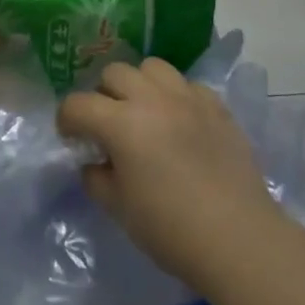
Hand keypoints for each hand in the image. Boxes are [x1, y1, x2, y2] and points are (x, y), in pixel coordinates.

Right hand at [58, 58, 281, 290]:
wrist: (238, 237)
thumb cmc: (170, 228)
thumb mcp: (118, 208)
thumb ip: (96, 178)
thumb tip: (95, 162)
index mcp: (121, 123)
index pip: (77, 104)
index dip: (66, 120)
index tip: (71, 138)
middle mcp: (152, 99)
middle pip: (114, 73)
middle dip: (102, 95)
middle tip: (108, 125)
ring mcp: (188, 98)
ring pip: (152, 67)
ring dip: (139, 85)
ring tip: (144, 113)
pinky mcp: (217, 106)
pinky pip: (187, 85)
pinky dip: (175, 96)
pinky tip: (179, 123)